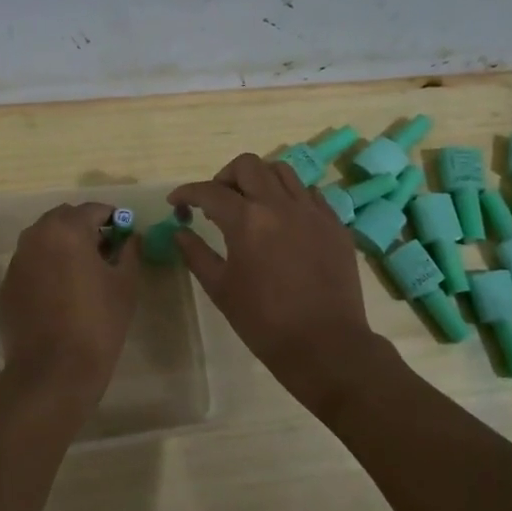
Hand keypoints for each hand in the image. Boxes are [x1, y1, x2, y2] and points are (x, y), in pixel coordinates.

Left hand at [0, 202, 140, 423]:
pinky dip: (46, 267)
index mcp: (67, 230)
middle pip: (63, 219)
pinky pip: (30, 264)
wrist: (53, 371)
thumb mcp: (125, 284)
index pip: (93, 210)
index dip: (113, 218)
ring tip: (82, 272)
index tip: (124, 233)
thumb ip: (129, 252)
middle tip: (104, 250)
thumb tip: (131, 238)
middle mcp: (36, 237)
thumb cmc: (97, 323)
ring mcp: (17, 262)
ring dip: (63, 245)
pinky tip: (60, 294)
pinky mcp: (7, 286)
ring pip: (43, 240)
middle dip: (84, 227)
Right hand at [169, 154, 375, 413]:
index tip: (177, 202)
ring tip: (252, 204)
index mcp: (247, 220)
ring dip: (259, 179)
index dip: (187, 193)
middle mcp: (280, 204)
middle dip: (225, 177)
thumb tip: (181, 233)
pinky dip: (290, 196)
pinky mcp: (334, 223)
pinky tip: (284, 220)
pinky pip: (309, 193)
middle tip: (217, 201)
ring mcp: (312, 211)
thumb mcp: (221, 289)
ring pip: (282, 170)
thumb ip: (197, 254)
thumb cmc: (264, 322)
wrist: (325, 345)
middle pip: (248, 165)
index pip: (209, 191)